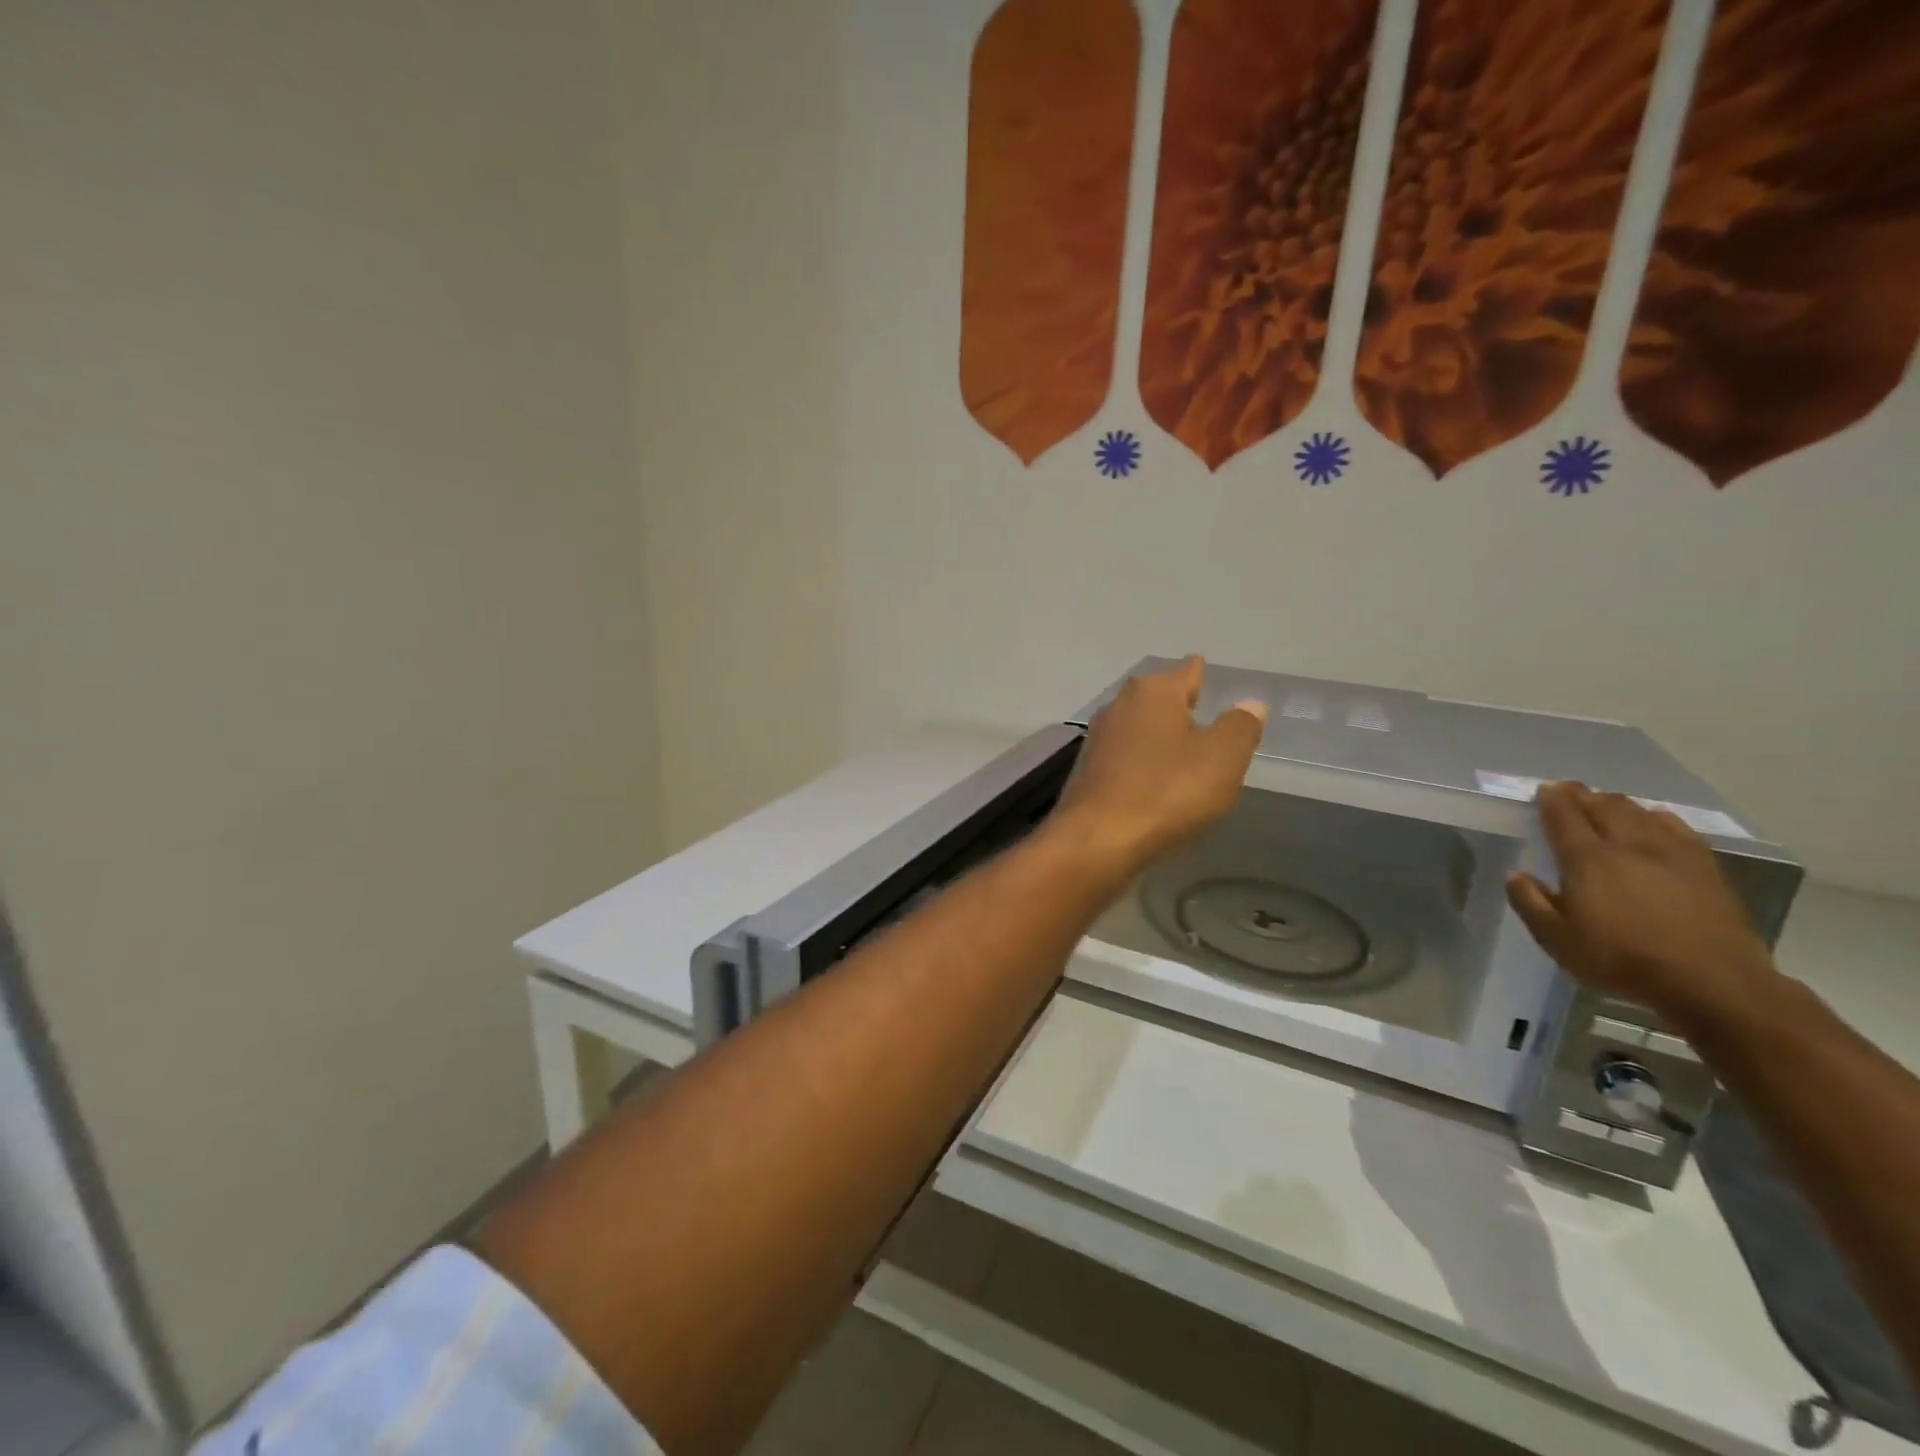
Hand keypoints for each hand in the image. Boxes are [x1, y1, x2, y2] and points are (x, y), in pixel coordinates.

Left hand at [1048, 656, 1266, 876]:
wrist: (1096, 841)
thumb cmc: (1166, 791)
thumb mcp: (1222, 758)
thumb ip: (1240, 726)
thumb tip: (1250, 703)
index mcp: (1153, 692)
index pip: (1187, 671)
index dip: (1201, 673)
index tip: (1204, 671)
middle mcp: (1120, 706)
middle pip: (1159, 698)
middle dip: (1179, 704)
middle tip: (1202, 714)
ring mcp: (1098, 739)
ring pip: (1139, 728)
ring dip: (1159, 736)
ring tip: (1183, 748)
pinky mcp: (1088, 771)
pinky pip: (1126, 758)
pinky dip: (1143, 763)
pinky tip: (1154, 781)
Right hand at [1505, 781, 1778, 1023]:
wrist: (1712, 982)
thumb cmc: (1621, 959)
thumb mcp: (1557, 940)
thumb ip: (1531, 903)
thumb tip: (1515, 875)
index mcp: (1587, 860)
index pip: (1564, 817)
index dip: (1552, 800)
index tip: (1545, 789)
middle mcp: (1627, 846)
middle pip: (1604, 807)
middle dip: (1583, 795)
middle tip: (1570, 789)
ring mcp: (1671, 854)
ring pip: (1640, 813)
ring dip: (1618, 803)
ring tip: (1606, 801)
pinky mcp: (1705, 869)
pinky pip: (1679, 829)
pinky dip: (1660, 818)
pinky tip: (1656, 819)